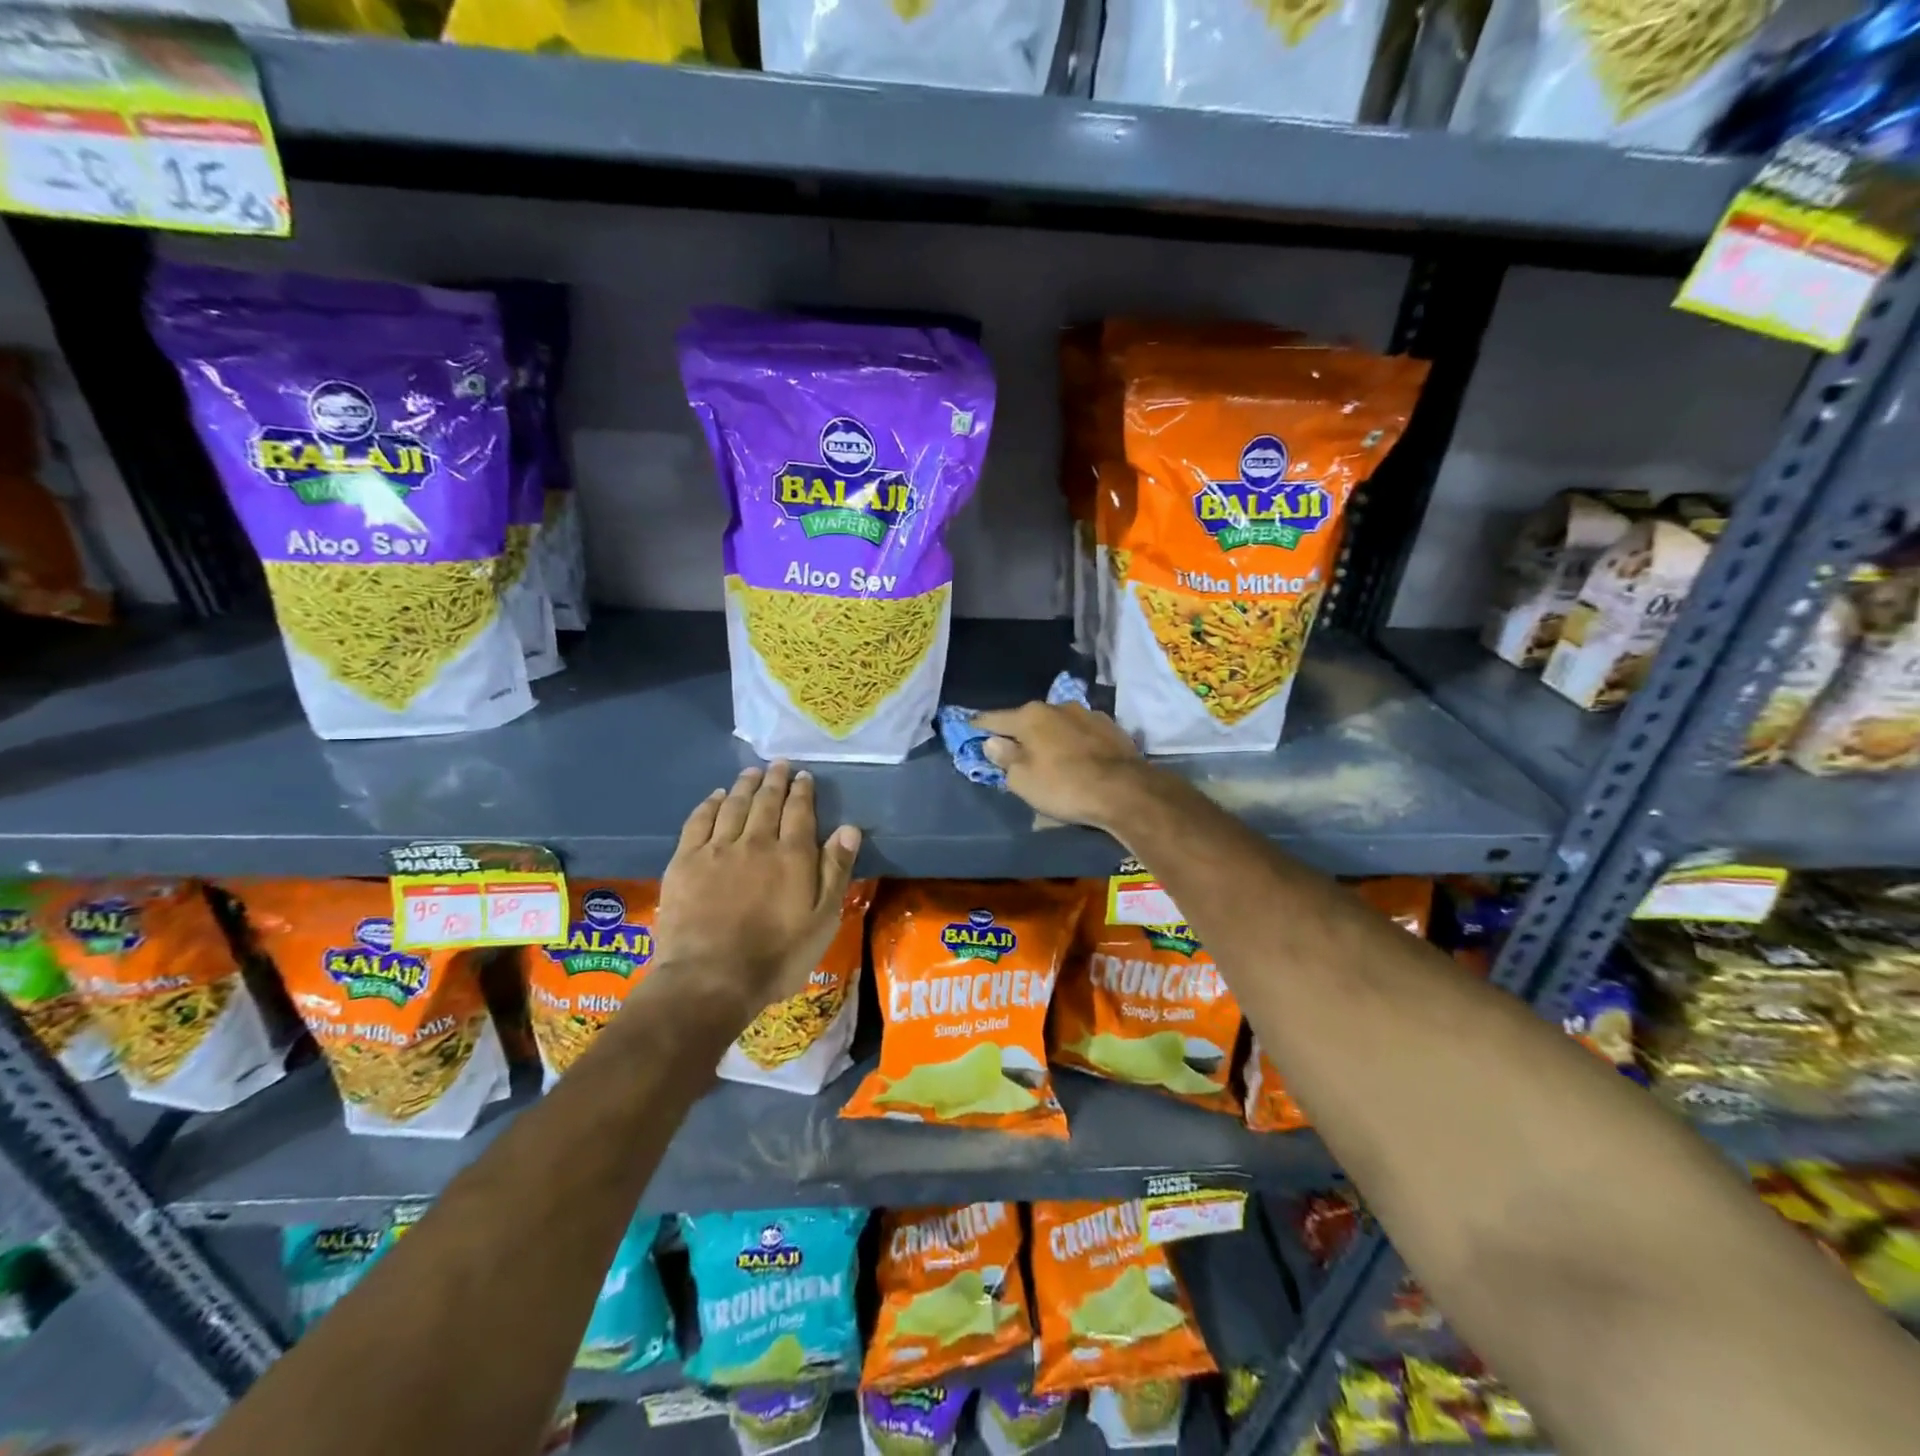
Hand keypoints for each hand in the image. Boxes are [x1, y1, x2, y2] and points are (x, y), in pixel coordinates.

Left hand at [654, 762, 860, 1020]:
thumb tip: (848, 828)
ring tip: (751, 772)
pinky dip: (710, 804)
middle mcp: (756, 842)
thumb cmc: (777, 956)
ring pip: (733, 805)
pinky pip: (699, 821)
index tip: (804, 776)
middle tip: (779, 765)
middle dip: (774, 780)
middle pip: (766, 802)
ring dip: (745, 785)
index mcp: (792, 855)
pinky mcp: (685, 862)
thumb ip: (835, 871)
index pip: (799, 811)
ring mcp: (717, 850)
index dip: (802, 791)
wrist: (710, 979)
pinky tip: (716, 797)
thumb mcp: (822, 919)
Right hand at [971, 701, 1158, 830]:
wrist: (1125, 790)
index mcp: (1030, 716)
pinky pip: (1081, 733)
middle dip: (1019, 732)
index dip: (979, 725)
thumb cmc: (1064, 786)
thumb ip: (1004, 758)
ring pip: (1058, 724)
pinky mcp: (1111, 727)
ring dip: (1050, 736)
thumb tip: (993, 742)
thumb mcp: (1023, 780)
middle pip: (1028, 719)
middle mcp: (1058, 706)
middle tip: (1012, 749)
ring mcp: (1088, 714)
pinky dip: (1073, 742)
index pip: (994, 719)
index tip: (970, 726)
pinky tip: (1076, 756)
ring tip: (1048, 754)